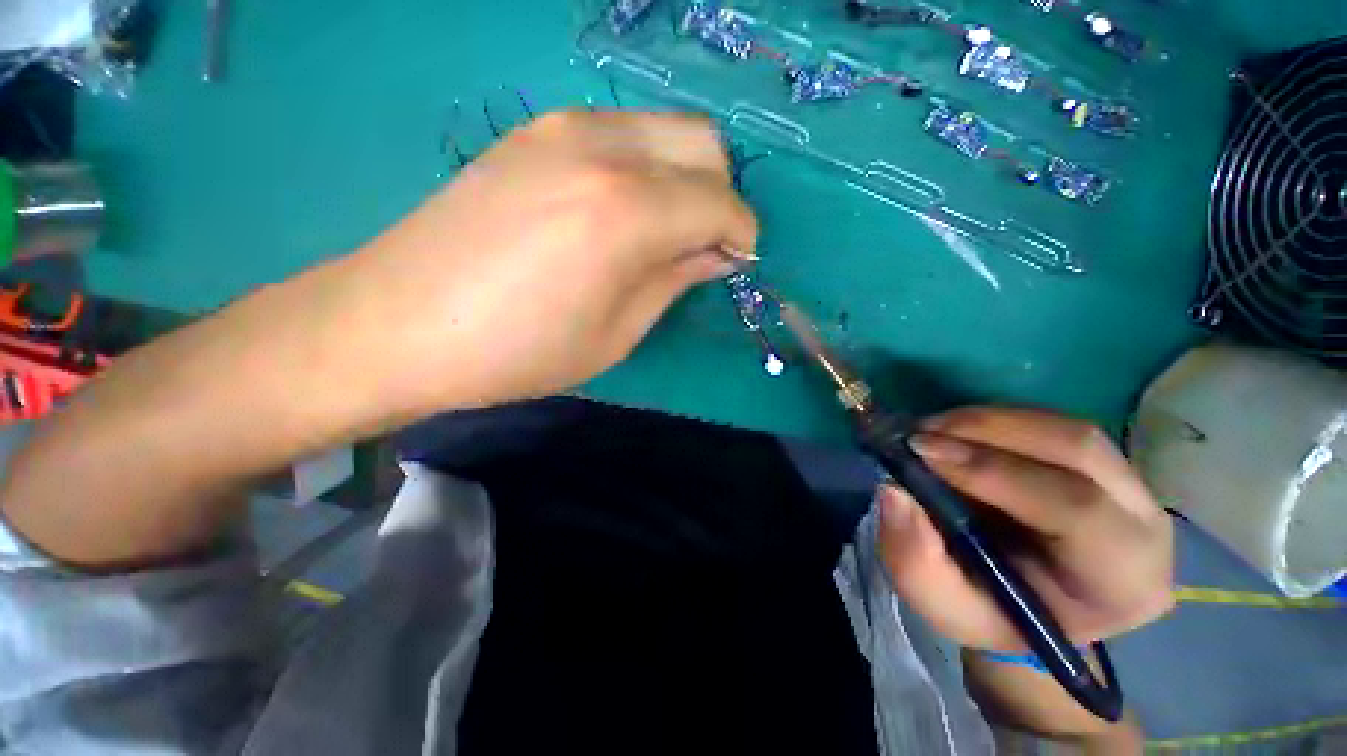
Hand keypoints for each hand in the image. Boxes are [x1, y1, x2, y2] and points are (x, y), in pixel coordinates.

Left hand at [358, 110, 757, 408]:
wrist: (401, 323)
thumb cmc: (519, 351)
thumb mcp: (617, 334)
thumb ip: (674, 281)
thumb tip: (715, 254)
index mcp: (627, 213)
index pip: (721, 203)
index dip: (742, 235)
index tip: (737, 263)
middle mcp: (603, 149)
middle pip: (703, 145)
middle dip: (720, 196)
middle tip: (703, 245)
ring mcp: (562, 128)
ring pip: (664, 129)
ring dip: (684, 177)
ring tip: (662, 230)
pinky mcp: (533, 131)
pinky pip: (621, 133)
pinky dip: (644, 167)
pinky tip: (618, 210)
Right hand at [878, 406, 1173, 650]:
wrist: (1030, 604)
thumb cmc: (994, 614)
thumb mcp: (946, 606)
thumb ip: (916, 562)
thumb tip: (894, 493)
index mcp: (1121, 581)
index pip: (1076, 508)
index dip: (994, 471)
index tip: (920, 452)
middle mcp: (1144, 525)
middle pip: (1078, 449)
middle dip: (988, 430)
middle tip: (920, 433)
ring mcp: (1132, 486)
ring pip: (1066, 429)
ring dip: (988, 420)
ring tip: (931, 429)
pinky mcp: (1105, 464)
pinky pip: (1053, 425)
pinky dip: (996, 420)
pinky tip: (956, 432)